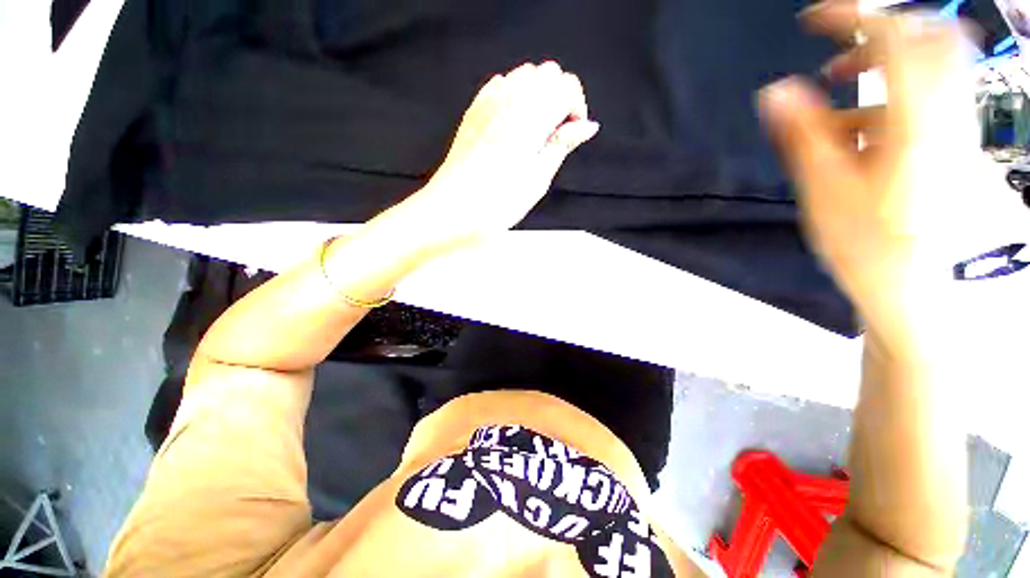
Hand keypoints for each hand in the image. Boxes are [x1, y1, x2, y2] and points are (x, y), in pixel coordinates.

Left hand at [385, 61, 598, 250]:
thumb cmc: (498, 201)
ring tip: (534, 132)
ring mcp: (487, 101)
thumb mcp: (538, 178)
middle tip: (553, 135)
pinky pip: (500, 85)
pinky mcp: (474, 110)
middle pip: (547, 73)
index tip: (570, 135)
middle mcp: (510, 98)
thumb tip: (587, 126)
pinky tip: (512, 124)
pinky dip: (514, 96)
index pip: (566, 86)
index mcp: (531, 115)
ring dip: (537, 96)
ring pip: (524, 76)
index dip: (576, 109)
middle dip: (558, 98)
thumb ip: (562, 145)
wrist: (454, 208)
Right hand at [758, 1, 1020, 352]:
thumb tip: (775, 92)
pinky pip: (930, 105)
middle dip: (879, 33)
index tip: (812, 19)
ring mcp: (958, 132)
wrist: (926, 293)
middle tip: (838, 55)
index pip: (895, 39)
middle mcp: (948, 117)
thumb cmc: (871, 249)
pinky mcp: (958, 148)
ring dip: (882, 72)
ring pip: (929, 73)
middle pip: (930, 40)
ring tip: (840, 98)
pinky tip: (861, 135)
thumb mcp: (826, 192)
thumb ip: (804, 136)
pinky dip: (892, 103)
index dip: (852, 16)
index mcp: (917, 124)